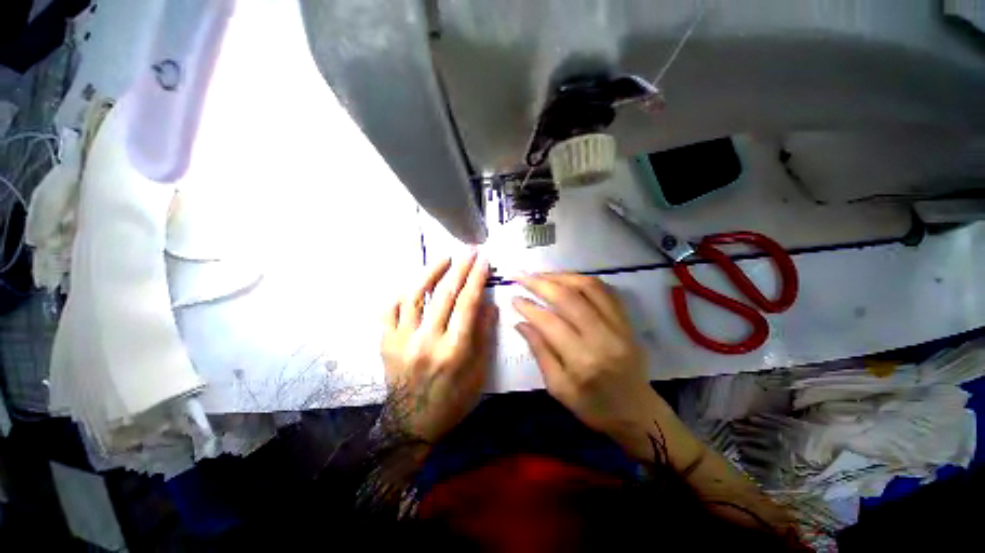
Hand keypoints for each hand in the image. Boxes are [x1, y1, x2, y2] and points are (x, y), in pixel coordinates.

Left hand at [381, 252, 496, 443]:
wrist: (412, 424)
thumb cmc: (453, 399)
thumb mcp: (478, 372)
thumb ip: (484, 335)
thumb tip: (489, 304)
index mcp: (454, 351)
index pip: (467, 304)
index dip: (476, 279)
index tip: (483, 261)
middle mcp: (427, 341)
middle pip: (444, 295)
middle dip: (459, 268)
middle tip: (469, 251)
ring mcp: (401, 341)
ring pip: (414, 296)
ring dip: (430, 272)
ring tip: (443, 258)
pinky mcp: (385, 342)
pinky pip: (389, 310)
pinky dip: (402, 292)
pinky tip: (414, 283)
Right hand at [512, 274, 661, 443]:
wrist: (637, 413)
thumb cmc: (593, 406)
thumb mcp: (558, 387)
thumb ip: (540, 352)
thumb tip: (521, 323)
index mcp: (582, 360)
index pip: (550, 322)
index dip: (528, 307)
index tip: (513, 297)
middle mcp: (602, 337)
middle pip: (568, 298)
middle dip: (540, 283)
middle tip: (521, 276)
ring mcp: (619, 325)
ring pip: (588, 287)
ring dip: (561, 276)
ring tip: (541, 275)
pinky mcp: (627, 320)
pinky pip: (605, 290)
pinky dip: (583, 280)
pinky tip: (567, 279)